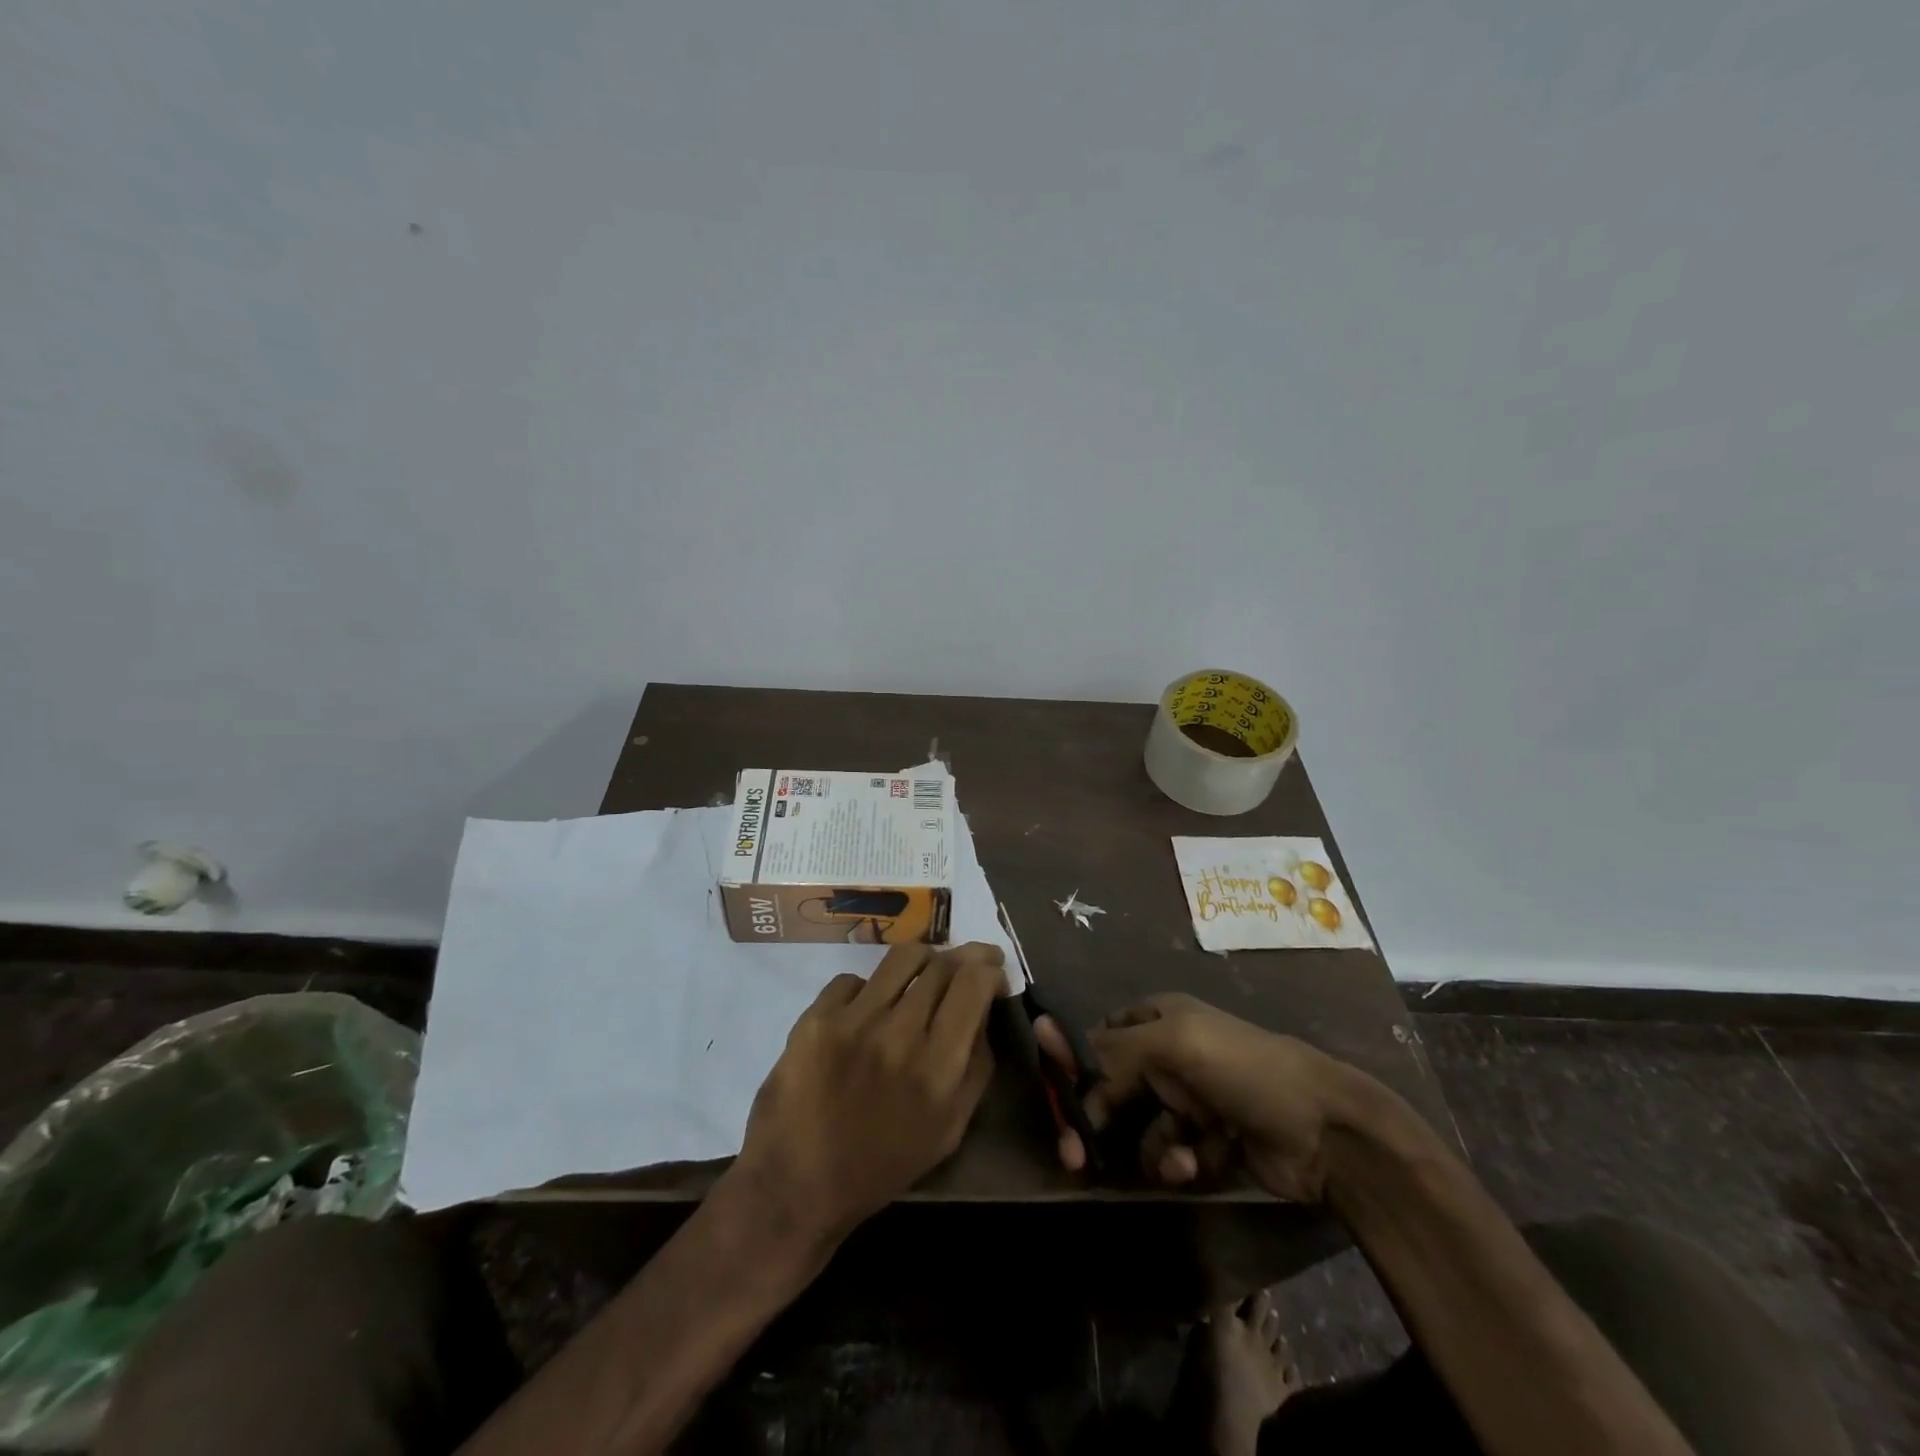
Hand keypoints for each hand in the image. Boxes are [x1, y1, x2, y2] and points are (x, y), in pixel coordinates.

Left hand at [733, 941, 1007, 1244]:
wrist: (797, 1185)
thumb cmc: (882, 1164)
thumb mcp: (949, 1129)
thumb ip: (975, 1067)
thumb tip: (982, 1011)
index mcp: (939, 1068)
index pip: (973, 984)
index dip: (989, 969)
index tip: (992, 973)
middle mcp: (900, 1035)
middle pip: (941, 964)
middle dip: (962, 957)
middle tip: (964, 963)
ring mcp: (855, 1022)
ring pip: (902, 958)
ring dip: (922, 960)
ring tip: (921, 972)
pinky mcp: (816, 1018)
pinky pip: (854, 979)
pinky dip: (868, 989)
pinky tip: (866, 1010)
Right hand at [1037, 993, 1364, 1202]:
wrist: (1324, 1129)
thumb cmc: (1242, 1067)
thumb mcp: (1174, 1043)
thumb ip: (1114, 1049)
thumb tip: (1056, 1042)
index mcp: (1159, 1019)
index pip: (1101, 1039)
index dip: (1077, 1067)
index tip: (1058, 1100)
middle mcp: (1170, 1057)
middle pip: (1114, 1089)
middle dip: (1098, 1121)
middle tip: (1075, 1158)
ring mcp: (1190, 1102)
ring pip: (1141, 1129)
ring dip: (1152, 1147)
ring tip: (1177, 1158)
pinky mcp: (1208, 1144)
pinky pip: (1172, 1155)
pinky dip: (1180, 1162)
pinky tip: (1198, 1164)